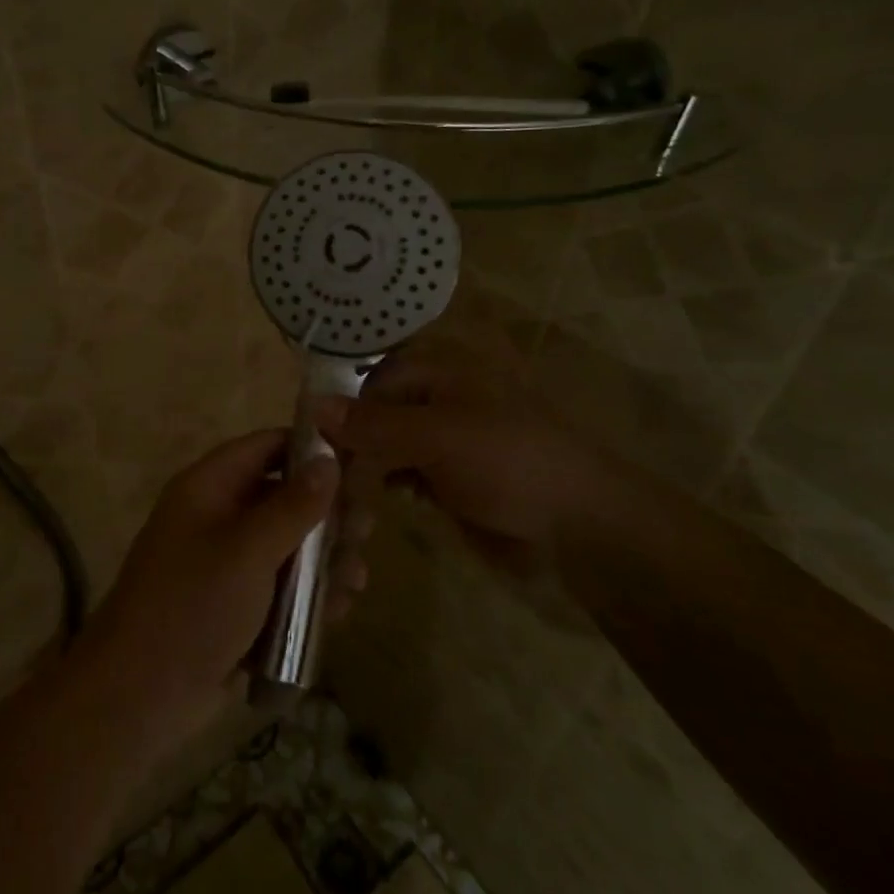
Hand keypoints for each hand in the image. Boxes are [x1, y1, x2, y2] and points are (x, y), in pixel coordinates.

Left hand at [79, 430, 370, 747]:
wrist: (138, 696)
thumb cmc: (193, 606)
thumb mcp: (248, 550)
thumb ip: (293, 505)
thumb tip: (330, 460)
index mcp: (209, 488)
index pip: (265, 446)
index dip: (309, 449)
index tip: (358, 463)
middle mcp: (217, 517)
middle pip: (282, 498)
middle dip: (326, 516)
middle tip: (366, 531)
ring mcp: (226, 564)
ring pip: (287, 547)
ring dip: (323, 561)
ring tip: (356, 579)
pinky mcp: (236, 606)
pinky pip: (280, 587)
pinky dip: (308, 595)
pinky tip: (339, 610)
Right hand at [315, 348, 629, 567]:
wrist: (580, 522)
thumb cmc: (510, 462)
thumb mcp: (438, 437)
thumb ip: (375, 424)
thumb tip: (313, 406)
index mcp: (441, 371)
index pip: (373, 379)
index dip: (344, 408)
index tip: (315, 445)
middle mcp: (438, 398)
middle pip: (377, 412)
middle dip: (350, 442)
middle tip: (322, 479)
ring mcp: (444, 439)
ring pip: (386, 445)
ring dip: (363, 468)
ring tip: (338, 497)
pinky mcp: (448, 476)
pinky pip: (403, 473)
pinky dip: (384, 486)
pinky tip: (367, 507)